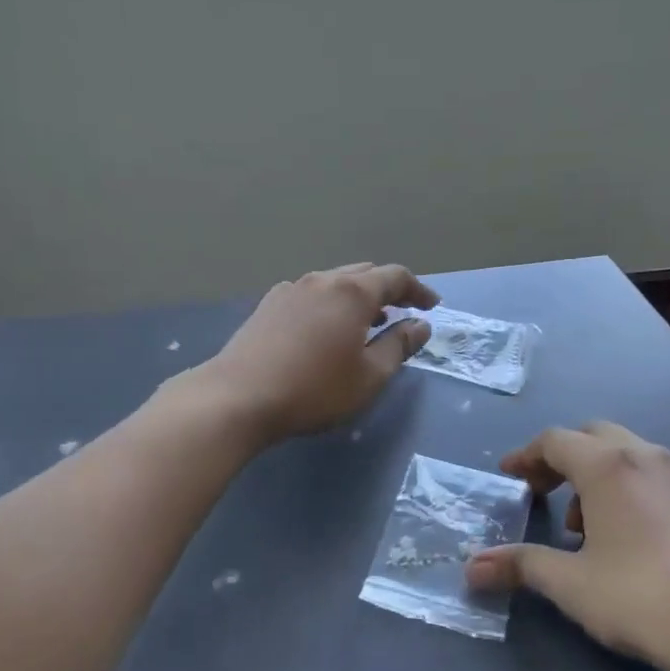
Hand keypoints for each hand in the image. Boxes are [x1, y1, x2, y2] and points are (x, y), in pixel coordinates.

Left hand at [200, 263, 438, 441]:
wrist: (237, 397)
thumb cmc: (314, 389)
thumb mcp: (369, 376)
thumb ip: (400, 346)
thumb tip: (421, 325)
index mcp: (352, 292)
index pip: (396, 276)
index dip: (419, 290)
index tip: (432, 306)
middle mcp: (322, 280)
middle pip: (364, 273)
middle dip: (388, 290)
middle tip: (402, 313)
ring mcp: (290, 289)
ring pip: (334, 282)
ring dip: (357, 297)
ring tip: (367, 323)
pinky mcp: (267, 305)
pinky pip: (311, 294)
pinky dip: (330, 304)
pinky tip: (326, 330)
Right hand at [467, 423, 669, 670]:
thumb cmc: (644, 598)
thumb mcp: (572, 584)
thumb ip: (521, 566)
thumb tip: (471, 567)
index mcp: (607, 464)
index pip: (554, 440)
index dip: (525, 456)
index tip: (507, 477)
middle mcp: (644, 456)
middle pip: (592, 436)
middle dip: (560, 459)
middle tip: (541, 494)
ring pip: (626, 454)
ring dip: (595, 475)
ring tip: (582, 526)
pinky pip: (651, 475)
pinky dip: (626, 488)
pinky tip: (626, 537)